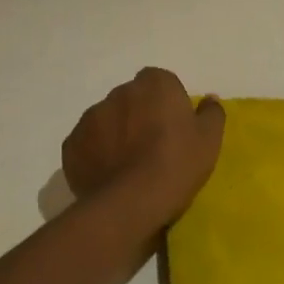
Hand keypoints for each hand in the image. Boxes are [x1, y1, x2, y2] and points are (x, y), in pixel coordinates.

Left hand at [62, 68, 224, 228]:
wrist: (131, 202)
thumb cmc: (177, 163)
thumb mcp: (209, 140)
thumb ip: (211, 113)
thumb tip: (209, 99)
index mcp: (154, 84)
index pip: (160, 82)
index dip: (167, 102)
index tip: (174, 127)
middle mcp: (119, 92)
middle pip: (131, 98)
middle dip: (139, 115)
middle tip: (152, 146)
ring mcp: (90, 117)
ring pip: (107, 120)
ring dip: (116, 133)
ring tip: (128, 165)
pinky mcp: (71, 144)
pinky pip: (87, 143)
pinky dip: (96, 154)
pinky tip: (109, 176)